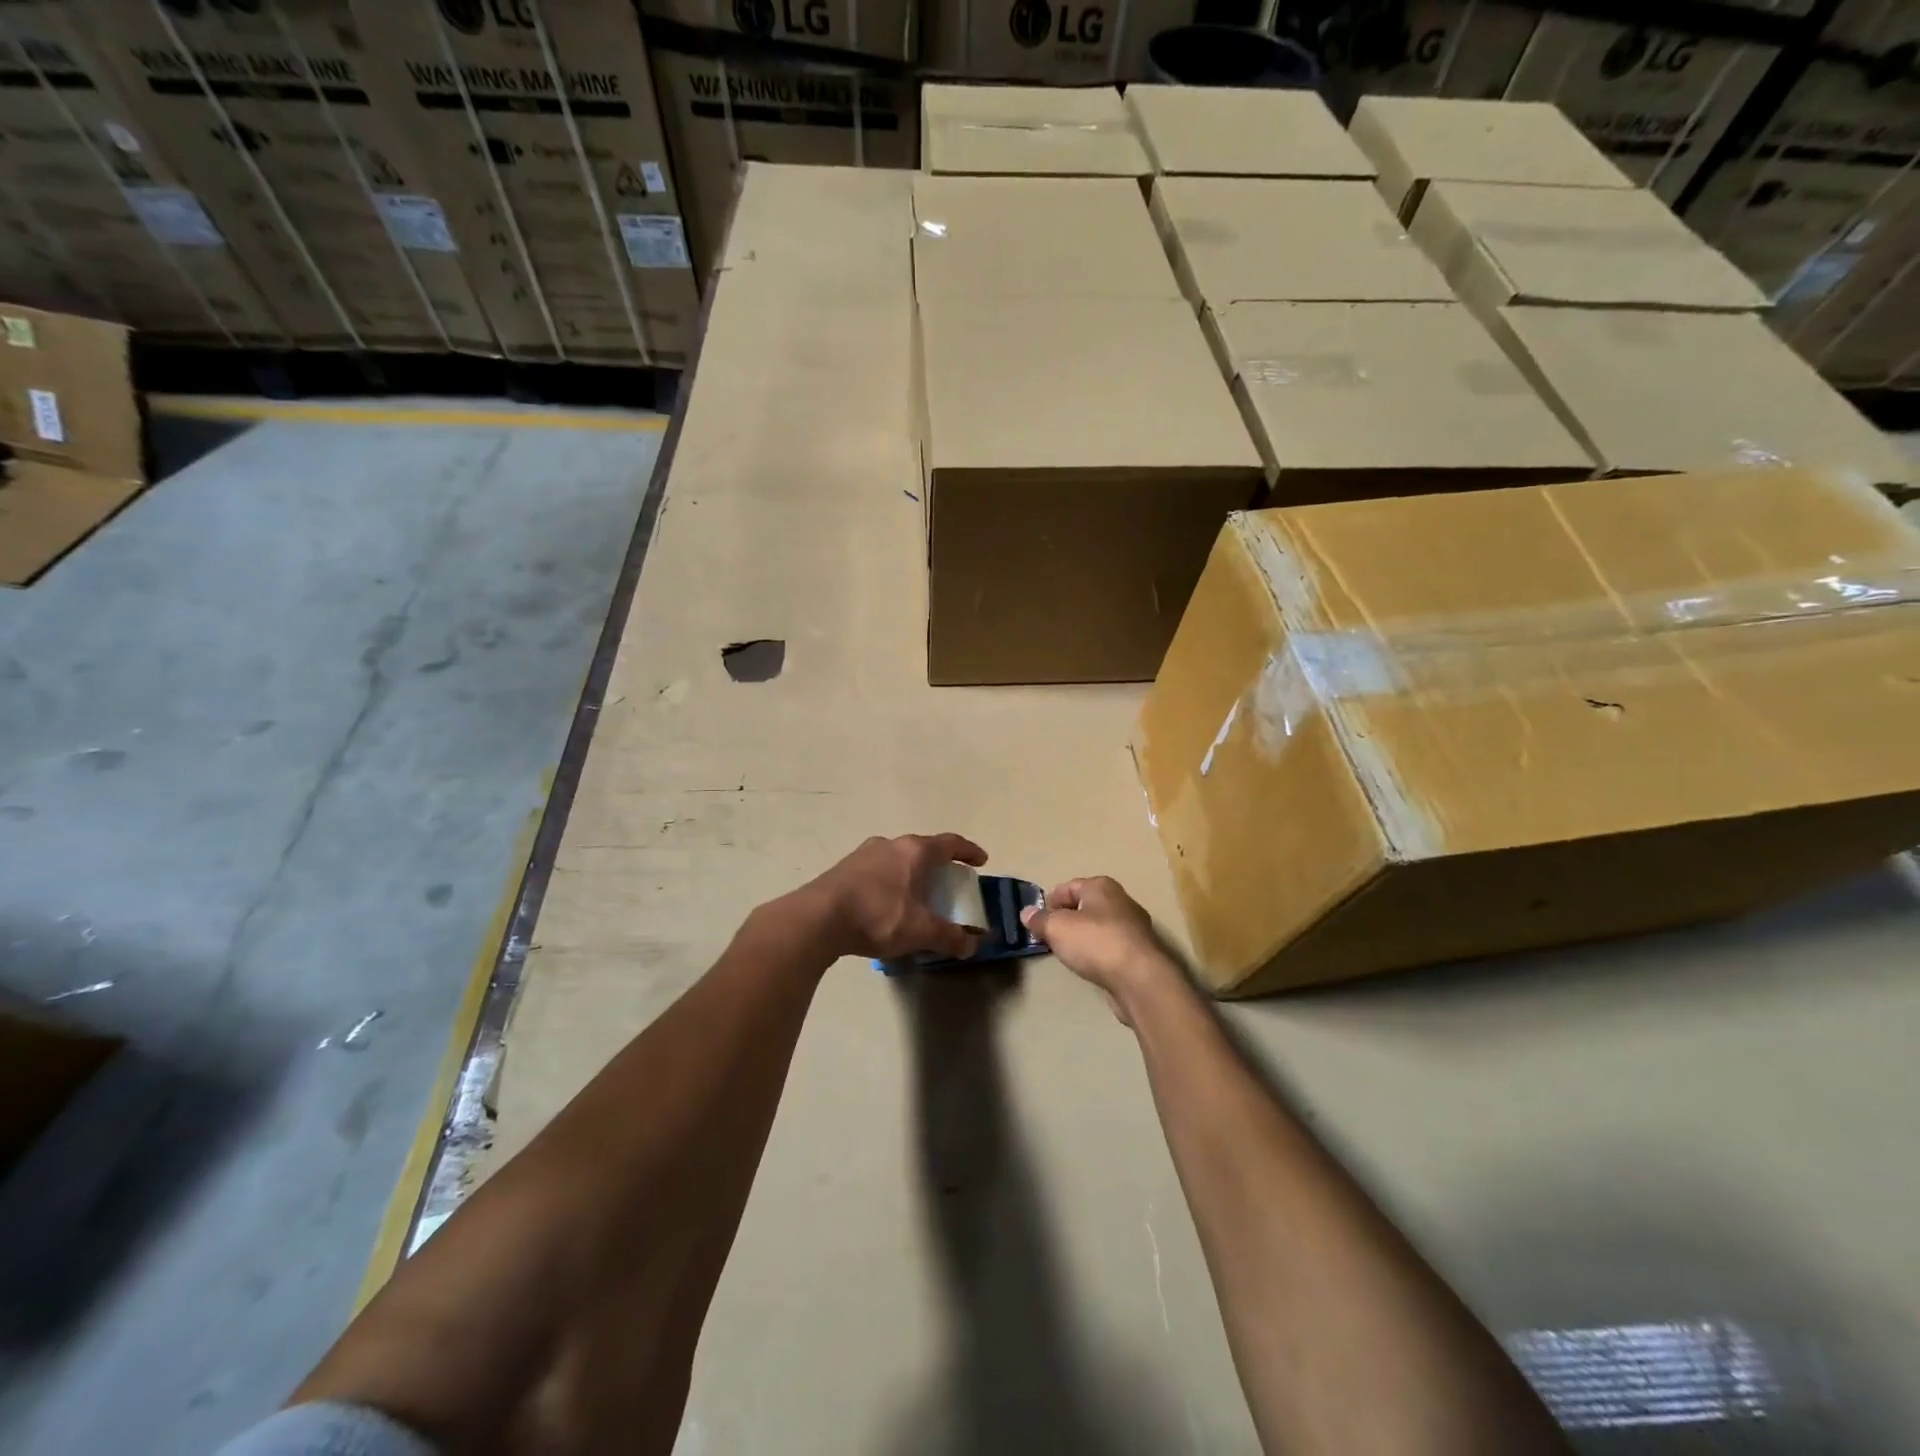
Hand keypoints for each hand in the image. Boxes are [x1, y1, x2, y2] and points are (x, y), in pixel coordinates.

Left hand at [802, 833, 987, 960]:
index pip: (950, 843)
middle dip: (939, 865)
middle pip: (923, 849)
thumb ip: (949, 937)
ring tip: (917, 894)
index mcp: (915, 851)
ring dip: (912, 873)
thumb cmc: (878, 916)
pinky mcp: (845, 868)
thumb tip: (972, 946)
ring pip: (898, 859)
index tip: (981, 860)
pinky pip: (878, 870)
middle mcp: (891, 844)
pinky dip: (891, 882)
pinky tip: (887, 904)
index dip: (969, 851)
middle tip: (949, 882)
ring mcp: (864, 853)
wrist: (818, 918)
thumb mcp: (920, 931)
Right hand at [1021, 877, 1176, 1021]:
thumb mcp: (1057, 928)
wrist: (1139, 979)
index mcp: (1101, 886)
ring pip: (1099, 926)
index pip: (1068, 887)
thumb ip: (1040, 919)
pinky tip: (1089, 965)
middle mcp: (1120, 900)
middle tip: (1049, 936)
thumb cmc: (1095, 943)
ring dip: (1082, 936)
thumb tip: (1026, 913)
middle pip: (1085, 905)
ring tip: (1066, 952)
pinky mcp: (1140, 952)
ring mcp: (1133, 926)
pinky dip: (1098, 952)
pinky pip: (1110, 945)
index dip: (1049, 902)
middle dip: (1066, 918)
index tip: (1036, 920)